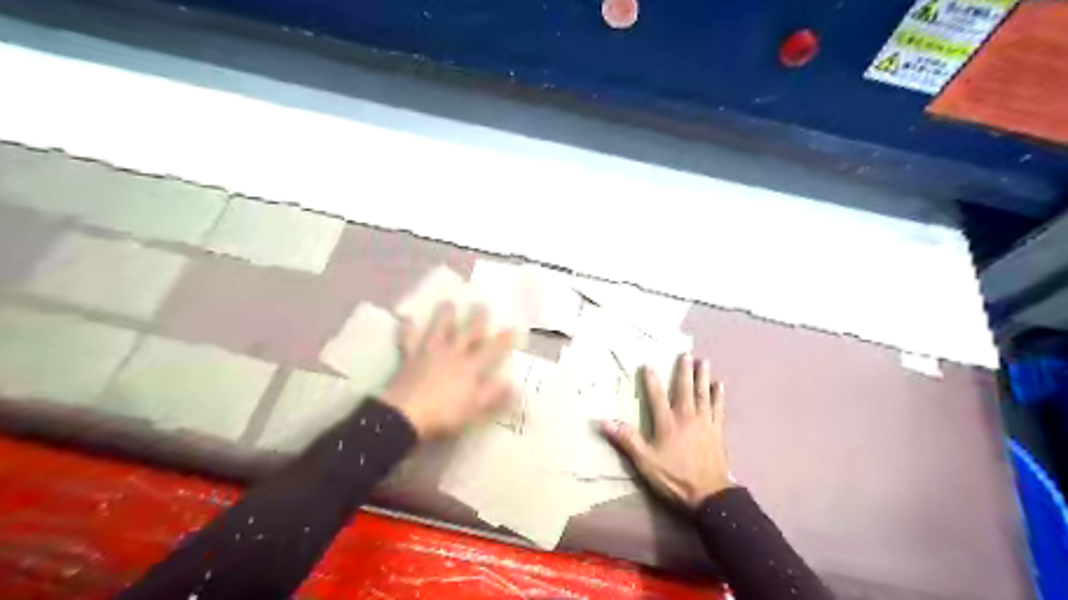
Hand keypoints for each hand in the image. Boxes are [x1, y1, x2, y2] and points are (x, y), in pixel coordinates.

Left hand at [384, 303, 517, 436]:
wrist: (405, 415)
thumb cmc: (444, 415)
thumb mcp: (476, 410)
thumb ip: (494, 395)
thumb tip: (513, 383)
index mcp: (471, 368)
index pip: (492, 350)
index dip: (503, 339)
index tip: (511, 326)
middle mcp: (453, 354)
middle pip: (467, 334)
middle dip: (476, 320)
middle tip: (481, 304)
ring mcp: (430, 353)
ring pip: (439, 329)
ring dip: (444, 316)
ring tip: (447, 302)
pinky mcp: (409, 358)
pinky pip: (409, 340)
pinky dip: (408, 330)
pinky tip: (407, 320)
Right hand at [600, 354, 734, 509]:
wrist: (710, 495)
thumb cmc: (675, 478)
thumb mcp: (646, 462)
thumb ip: (627, 440)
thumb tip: (604, 422)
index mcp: (668, 423)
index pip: (657, 396)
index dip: (651, 380)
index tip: (648, 364)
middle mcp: (687, 417)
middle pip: (685, 389)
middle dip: (684, 371)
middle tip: (685, 354)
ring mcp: (705, 423)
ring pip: (703, 394)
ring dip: (702, 377)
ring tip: (703, 362)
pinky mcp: (717, 431)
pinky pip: (718, 408)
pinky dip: (718, 396)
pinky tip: (719, 385)